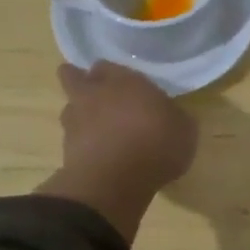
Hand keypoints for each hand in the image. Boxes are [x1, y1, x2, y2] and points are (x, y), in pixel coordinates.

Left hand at [38, 62, 196, 241]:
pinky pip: (73, 138)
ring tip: (98, 129)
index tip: (125, 84)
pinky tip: (98, 153)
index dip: (114, 74)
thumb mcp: (184, 129)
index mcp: (125, 81)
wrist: (115, 182)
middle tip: (97, 94)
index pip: (110, 66)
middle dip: (81, 81)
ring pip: (70, 108)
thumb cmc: (155, 145)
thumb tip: (169, 115)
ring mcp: (75, 121)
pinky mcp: (65, 149)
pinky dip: (82, 143)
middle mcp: (95, 94)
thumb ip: (173, 115)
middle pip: (74, 77)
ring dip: (80, 114)